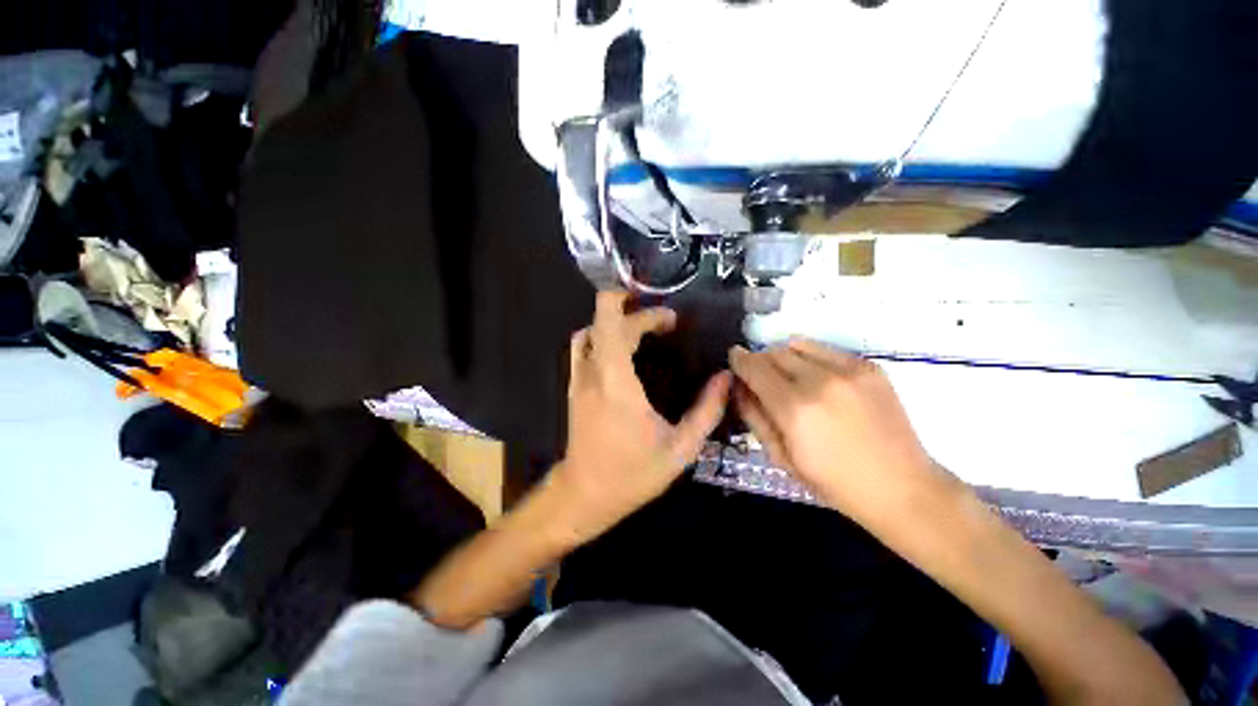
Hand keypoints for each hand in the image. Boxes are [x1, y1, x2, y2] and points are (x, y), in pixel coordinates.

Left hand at [550, 291, 731, 542]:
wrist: (584, 495)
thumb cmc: (633, 474)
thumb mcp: (681, 448)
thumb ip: (707, 410)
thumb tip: (725, 377)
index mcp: (616, 382)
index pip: (614, 323)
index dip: (641, 310)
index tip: (670, 320)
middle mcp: (592, 372)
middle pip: (605, 320)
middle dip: (636, 312)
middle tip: (666, 324)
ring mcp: (578, 378)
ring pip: (589, 330)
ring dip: (616, 321)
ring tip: (645, 328)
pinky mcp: (574, 387)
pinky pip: (583, 347)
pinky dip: (602, 335)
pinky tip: (623, 348)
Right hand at [729, 338, 955, 526]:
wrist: (902, 487)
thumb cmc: (833, 482)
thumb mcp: (781, 456)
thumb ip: (754, 415)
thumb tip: (738, 386)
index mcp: (794, 408)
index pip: (754, 367)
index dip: (739, 360)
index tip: (734, 359)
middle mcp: (819, 381)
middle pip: (773, 352)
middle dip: (760, 361)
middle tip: (760, 377)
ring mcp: (848, 370)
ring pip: (797, 345)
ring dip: (783, 356)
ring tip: (788, 376)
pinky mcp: (869, 366)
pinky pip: (825, 349)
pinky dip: (810, 357)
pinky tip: (817, 379)